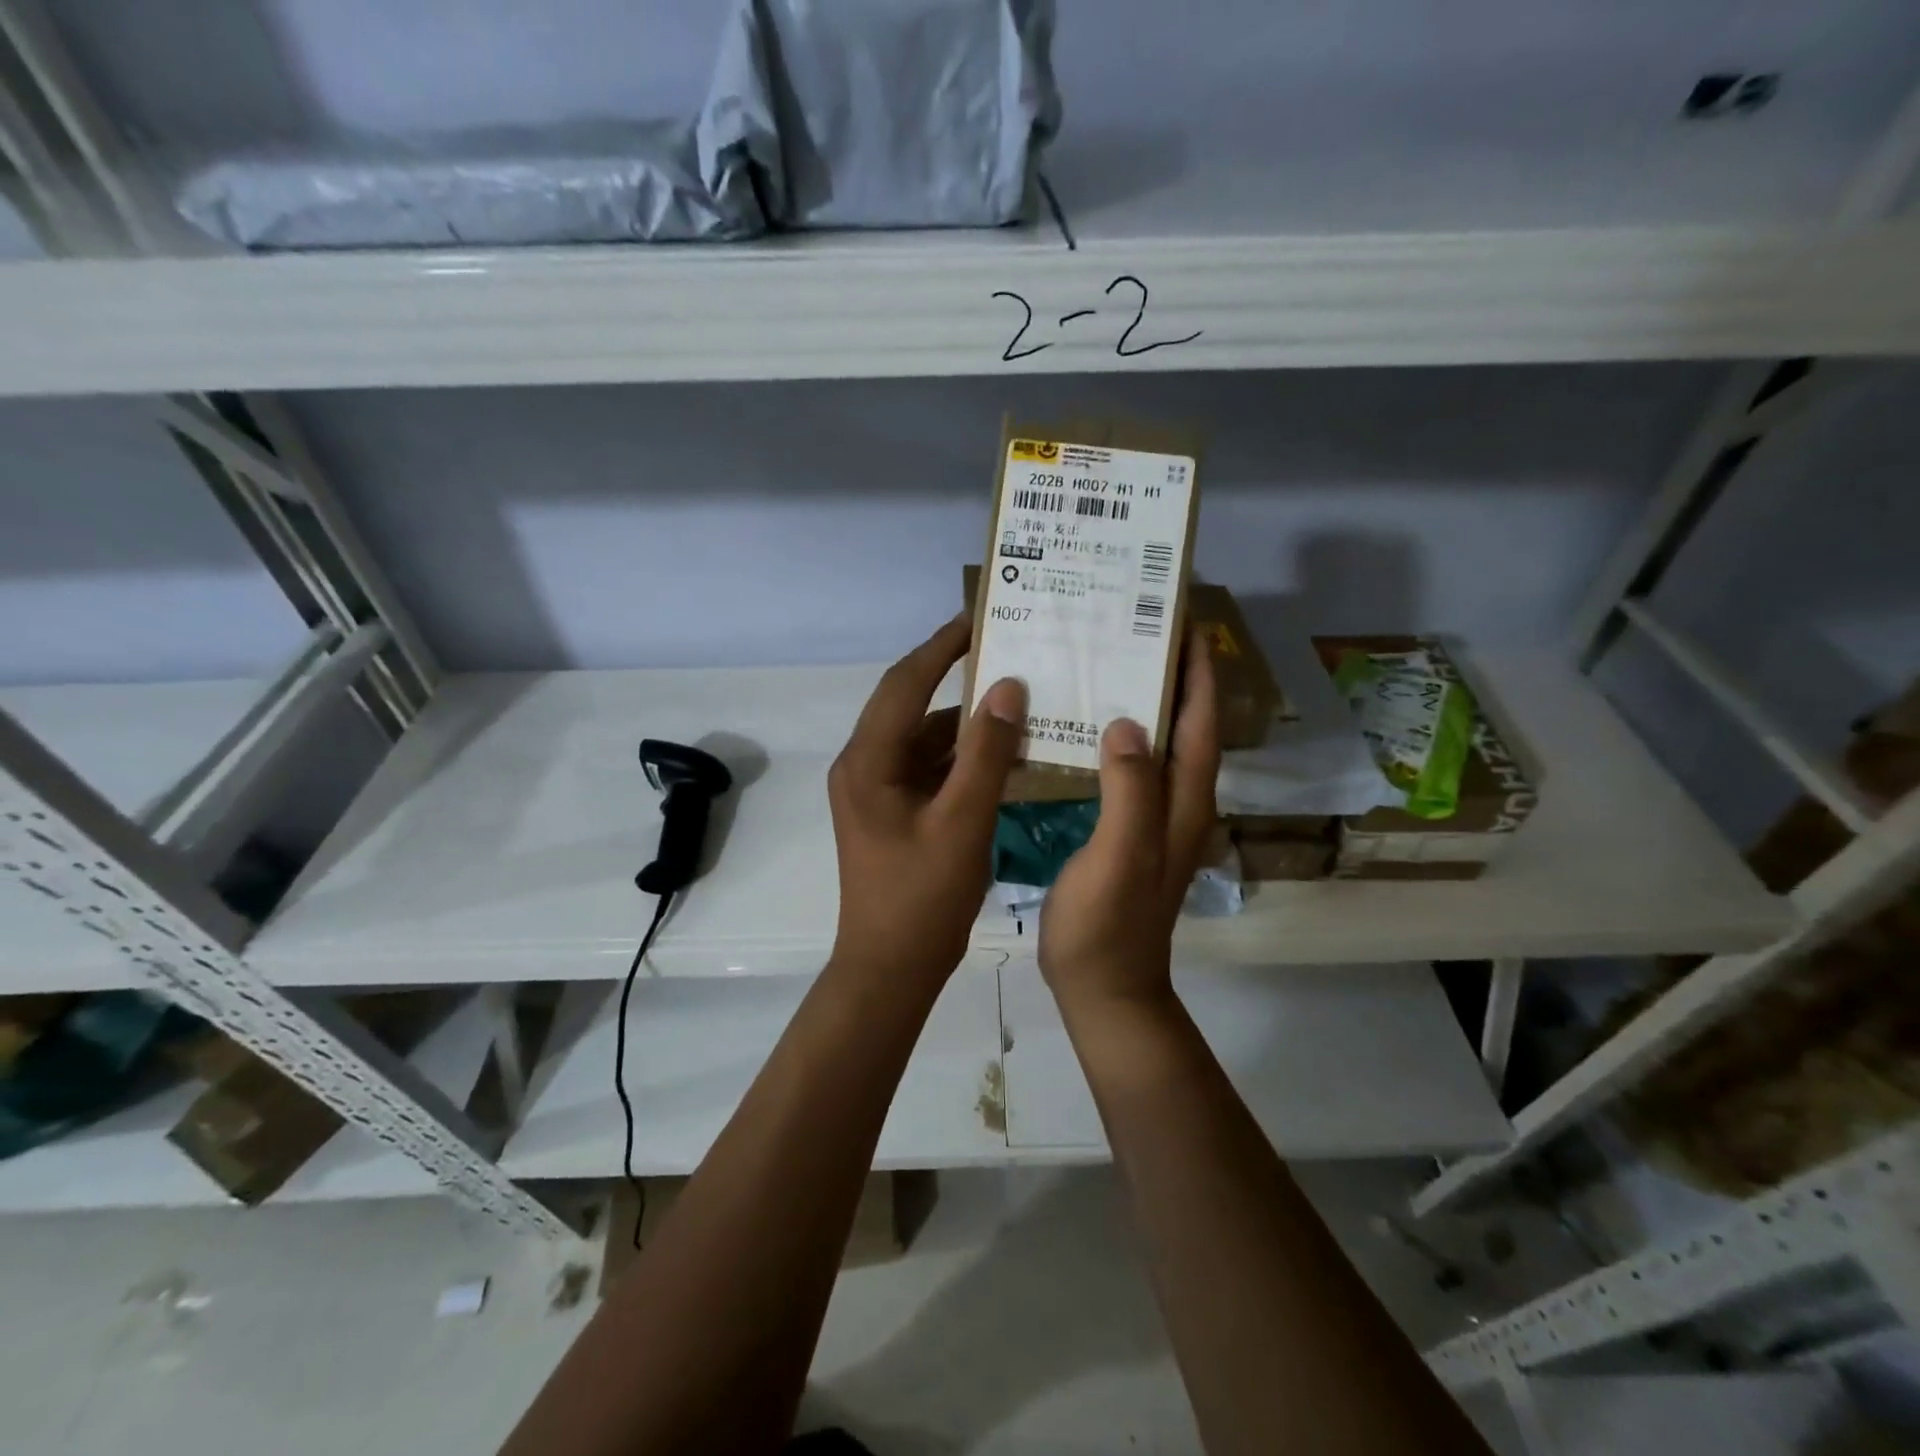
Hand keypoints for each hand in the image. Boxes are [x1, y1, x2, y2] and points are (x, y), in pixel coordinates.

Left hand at [828, 616, 1025, 988]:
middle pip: (912, 705)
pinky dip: (964, 759)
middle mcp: (864, 765)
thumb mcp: (962, 821)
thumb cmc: (923, 898)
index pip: (904, 683)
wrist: (890, 969)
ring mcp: (877, 790)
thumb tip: (1007, 687)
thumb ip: (986, 752)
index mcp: (867, 761)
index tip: (979, 617)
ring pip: (925, 739)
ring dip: (967, 724)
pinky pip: (930, 769)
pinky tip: (1007, 756)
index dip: (941, 647)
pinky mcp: (893, 811)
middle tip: (1007, 652)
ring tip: (1019, 702)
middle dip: (957, 678)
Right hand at [1039, 631, 1219, 1016]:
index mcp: (1184, 802)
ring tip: (1108, 664)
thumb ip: (1130, 789)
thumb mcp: (1121, 854)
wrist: (1103, 988)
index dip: (1198, 672)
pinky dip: (1117, 739)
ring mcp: (1153, 820)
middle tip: (1135, 631)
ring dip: (1145, 703)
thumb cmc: (1109, 924)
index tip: (1184, 621)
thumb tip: (1132, 721)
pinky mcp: (1128, 832)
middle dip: (1172, 676)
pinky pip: (1129, 770)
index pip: (1201, 723)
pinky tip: (1084, 728)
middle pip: (1185, 727)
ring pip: (1158, 746)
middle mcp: (1178, 804)